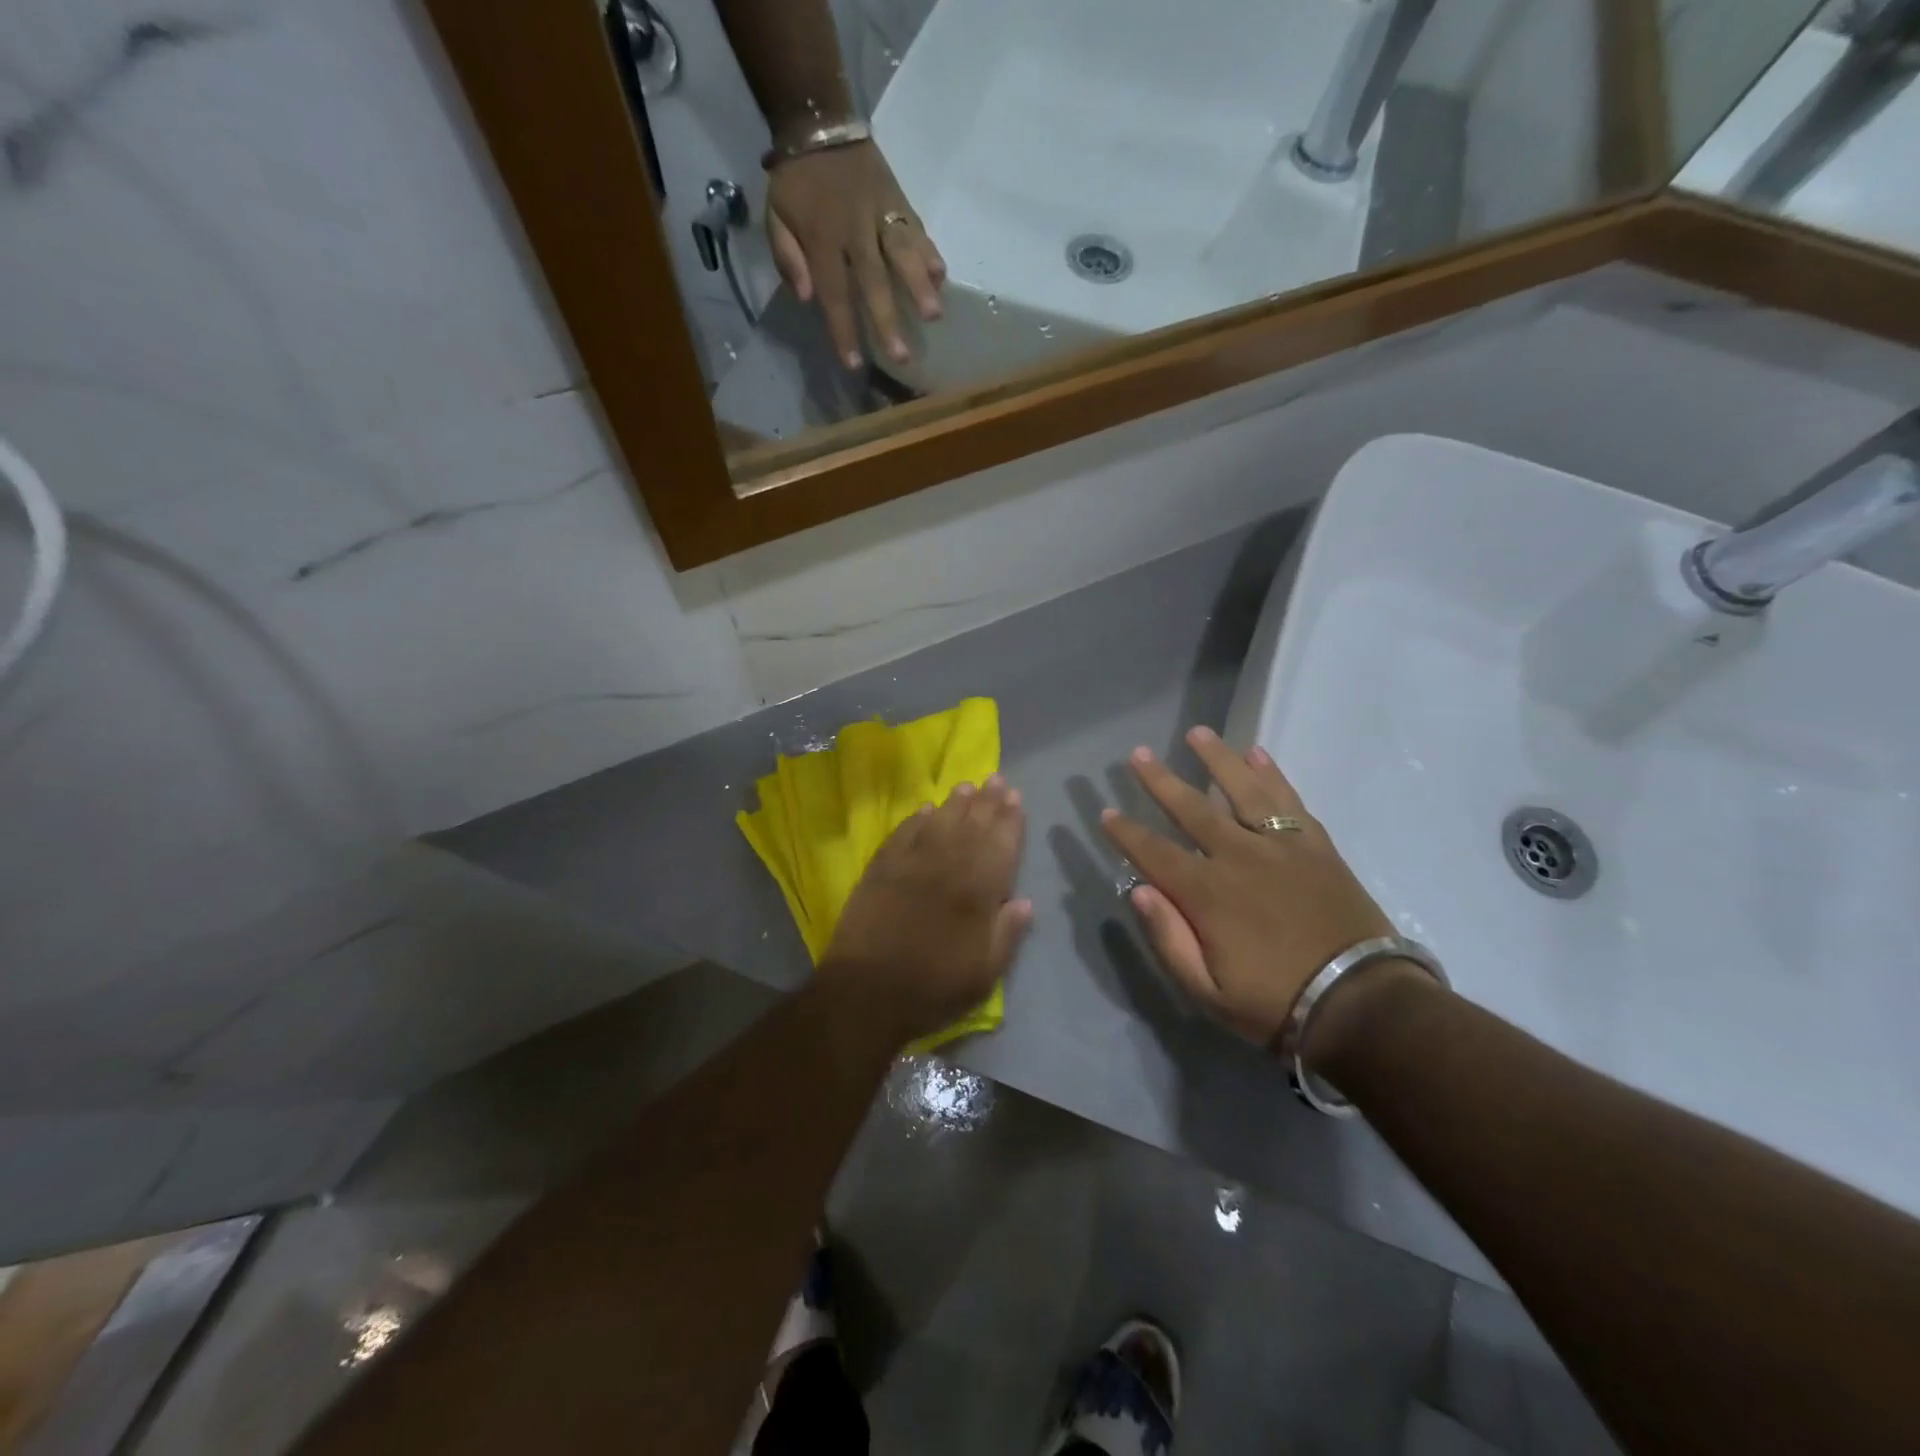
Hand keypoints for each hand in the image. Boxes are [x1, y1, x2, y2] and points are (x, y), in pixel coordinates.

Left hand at [766, 141, 945, 370]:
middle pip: (874, 281)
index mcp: (821, 239)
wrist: (818, 121)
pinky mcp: (898, 201)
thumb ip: (787, 257)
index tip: (854, 363)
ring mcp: (880, 214)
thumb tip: (805, 296)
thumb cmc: (796, 183)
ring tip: (934, 315)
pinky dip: (929, 251)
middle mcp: (854, 230)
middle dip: (887, 319)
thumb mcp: (775, 217)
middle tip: (902, 357)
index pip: (834, 292)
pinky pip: (916, 228)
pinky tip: (940, 276)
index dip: (844, 330)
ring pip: (902, 252)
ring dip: (918, 285)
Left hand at [820, 776, 1030, 1047]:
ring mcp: (911, 864)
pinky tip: (926, 810)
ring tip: (967, 786)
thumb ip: (1007, 934)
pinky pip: (903, 834)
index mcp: (977, 892)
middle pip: (972, 826)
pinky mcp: (881, 869)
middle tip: (996, 779)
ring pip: (939, 823)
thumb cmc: (934, 987)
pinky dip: (917, 819)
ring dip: (955, 803)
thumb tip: (1025, 901)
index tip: (1015, 797)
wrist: (867, 991)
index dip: (1010, 820)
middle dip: (987, 802)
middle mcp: (947, 867)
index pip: (1000, 845)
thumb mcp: (984, 973)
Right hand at [1099, 726, 1395, 1053]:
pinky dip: (1273, 774)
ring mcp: (1281, 846)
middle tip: (1138, 755)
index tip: (1106, 812)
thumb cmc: (1276, 1003)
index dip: (1126, 832)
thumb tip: (1138, 890)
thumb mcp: (1207, 991)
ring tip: (1198, 733)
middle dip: (1160, 781)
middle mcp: (1239, 856)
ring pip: (1243, 790)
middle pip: (1192, 809)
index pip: (1154, 853)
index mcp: (1207, 893)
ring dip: (1217, 759)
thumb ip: (1168, 939)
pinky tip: (1258, 753)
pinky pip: (1289, 800)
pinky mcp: (1316, 846)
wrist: (1363, 1003)